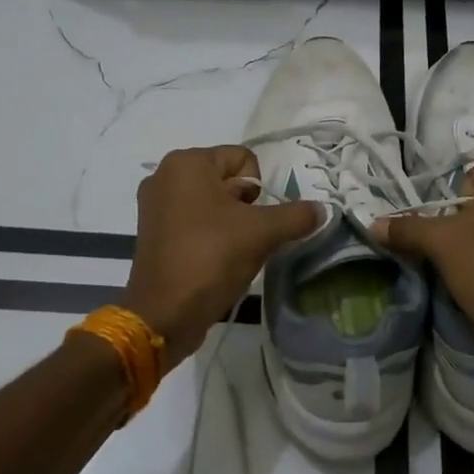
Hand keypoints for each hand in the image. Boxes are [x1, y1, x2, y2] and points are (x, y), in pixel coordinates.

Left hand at [123, 146, 319, 370]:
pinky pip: (193, 221)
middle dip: (246, 207)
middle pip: (227, 180)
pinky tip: (215, 260)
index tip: (255, 220)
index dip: (260, 189)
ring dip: (230, 223)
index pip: (243, 159)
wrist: (164, 313)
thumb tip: (321, 210)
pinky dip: (210, 236)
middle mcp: (165, 175)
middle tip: (246, 237)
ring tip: (232, 252)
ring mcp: (154, 205)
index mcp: (187, 162)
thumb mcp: (262, 233)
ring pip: (212, 203)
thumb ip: (296, 216)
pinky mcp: (152, 232)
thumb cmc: (211, 257)